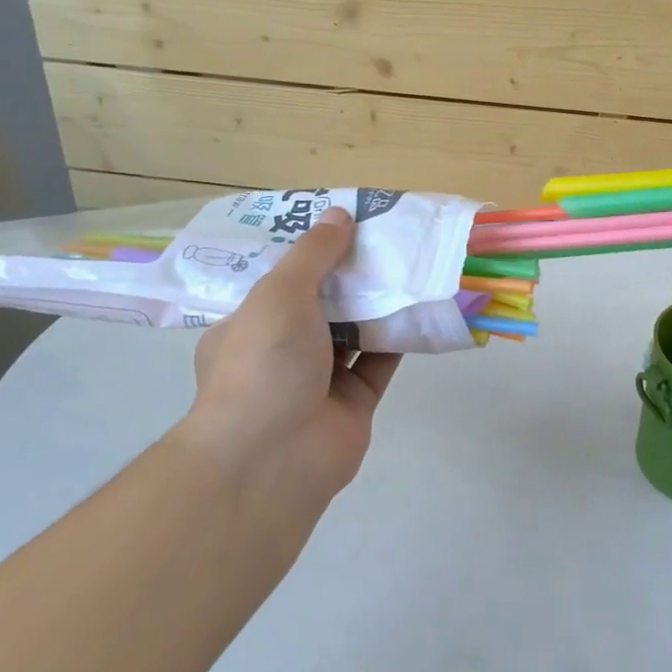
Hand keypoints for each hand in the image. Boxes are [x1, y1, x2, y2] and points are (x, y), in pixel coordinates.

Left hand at [177, 207, 400, 505]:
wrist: (274, 457)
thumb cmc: (263, 364)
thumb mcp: (279, 294)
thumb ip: (313, 254)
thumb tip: (340, 214)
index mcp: (248, 325)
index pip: (279, 280)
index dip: (309, 250)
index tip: (341, 222)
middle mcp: (282, 351)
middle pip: (322, 302)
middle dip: (351, 273)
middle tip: (386, 237)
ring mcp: (319, 379)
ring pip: (355, 330)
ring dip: (379, 302)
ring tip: (411, 261)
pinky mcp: (355, 401)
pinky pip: (381, 360)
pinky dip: (400, 336)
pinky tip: (424, 304)